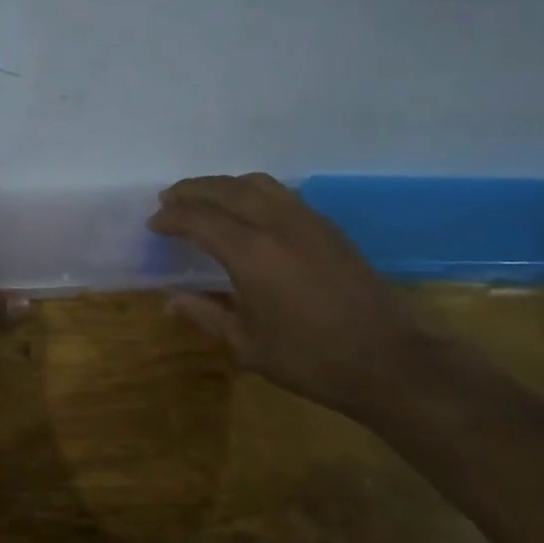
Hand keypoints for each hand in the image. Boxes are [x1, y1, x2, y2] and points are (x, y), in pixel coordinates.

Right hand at [149, 174, 438, 418]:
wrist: (389, 359)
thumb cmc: (311, 358)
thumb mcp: (247, 346)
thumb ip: (205, 316)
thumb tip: (171, 301)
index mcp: (250, 252)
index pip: (199, 219)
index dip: (172, 217)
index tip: (154, 223)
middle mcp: (276, 223)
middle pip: (225, 189)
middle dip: (192, 190)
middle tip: (169, 200)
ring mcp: (306, 220)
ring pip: (256, 183)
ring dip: (224, 185)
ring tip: (204, 198)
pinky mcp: (328, 226)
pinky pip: (280, 193)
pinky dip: (252, 191)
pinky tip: (247, 211)